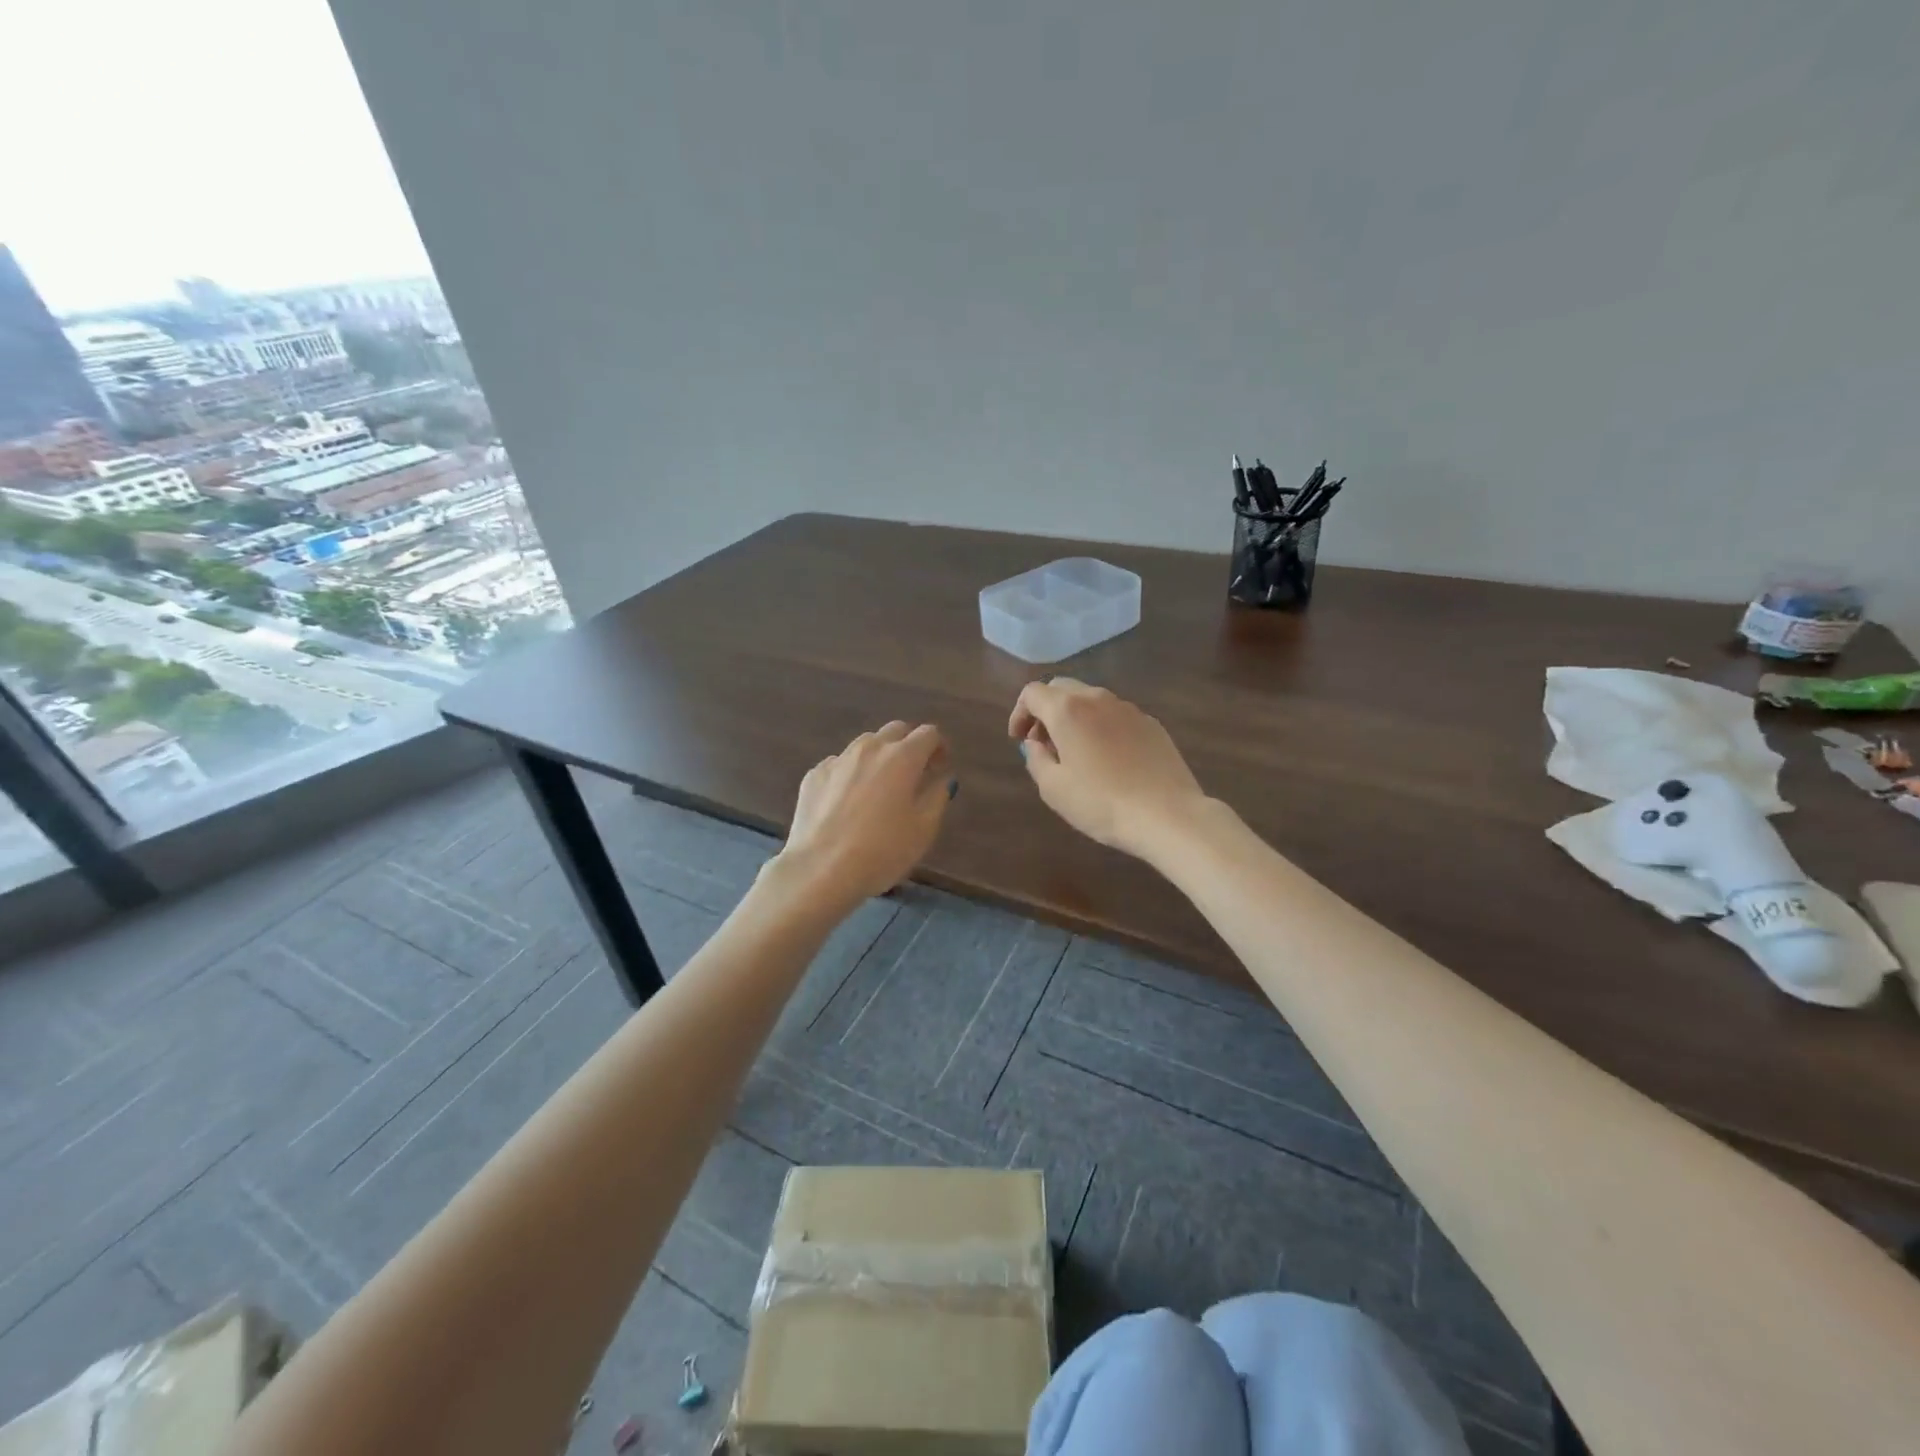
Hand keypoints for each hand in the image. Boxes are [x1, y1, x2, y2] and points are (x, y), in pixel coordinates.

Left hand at [777, 721, 954, 909]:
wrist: (821, 869)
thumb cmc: (882, 851)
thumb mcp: (924, 829)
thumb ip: (937, 797)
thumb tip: (941, 779)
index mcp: (902, 757)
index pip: (928, 733)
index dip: (939, 747)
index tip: (939, 768)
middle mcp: (870, 748)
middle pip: (896, 730)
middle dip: (909, 744)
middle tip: (913, 774)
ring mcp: (838, 759)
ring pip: (866, 744)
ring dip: (879, 756)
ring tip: (880, 787)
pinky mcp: (814, 775)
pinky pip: (840, 764)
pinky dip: (851, 773)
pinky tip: (848, 801)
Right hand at [1008, 679, 1207, 859]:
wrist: (1167, 814)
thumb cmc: (1100, 803)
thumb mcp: (1053, 788)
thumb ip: (1036, 759)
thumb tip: (1035, 744)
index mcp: (1068, 710)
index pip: (1032, 693)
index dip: (1019, 713)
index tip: (1018, 740)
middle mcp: (1097, 699)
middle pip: (1061, 688)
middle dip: (1045, 710)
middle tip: (1043, 743)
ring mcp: (1129, 709)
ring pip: (1091, 700)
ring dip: (1074, 717)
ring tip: (1074, 752)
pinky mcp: (1151, 724)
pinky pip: (1115, 715)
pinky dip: (1100, 727)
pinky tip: (1107, 759)